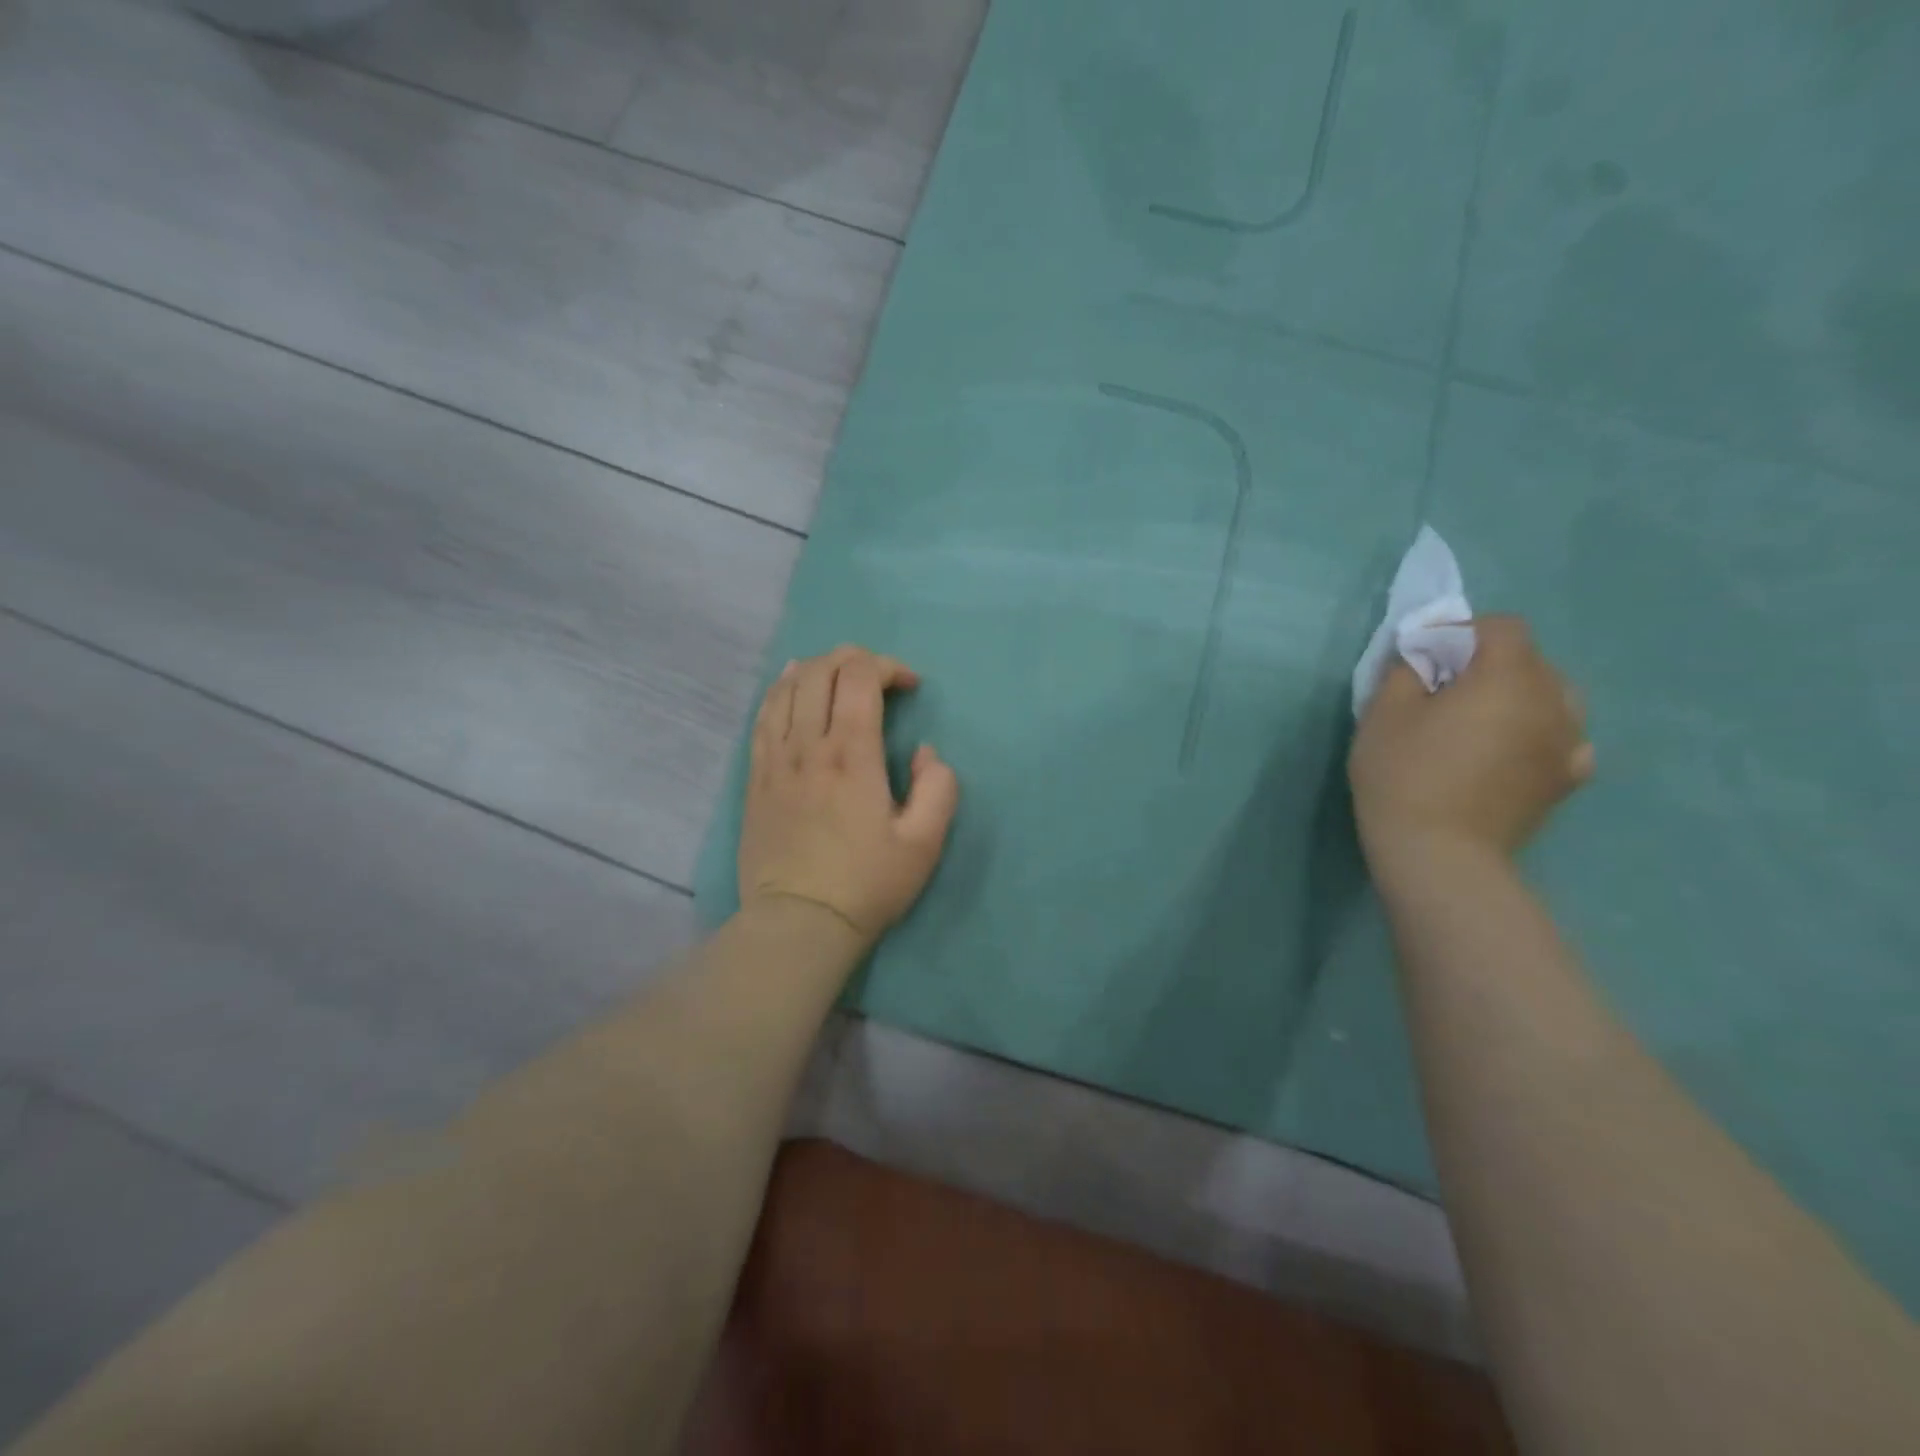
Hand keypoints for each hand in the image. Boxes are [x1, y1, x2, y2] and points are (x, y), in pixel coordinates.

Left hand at [738, 645, 959, 948]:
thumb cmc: (867, 884)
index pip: (861, 678)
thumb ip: (938, 788)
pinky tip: (791, 683)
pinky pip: (763, 716)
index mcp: (852, 755)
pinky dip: (780, 689)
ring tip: (839, 674)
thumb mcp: (925, 843)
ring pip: (788, 687)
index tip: (910, 687)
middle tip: (878, 676)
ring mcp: (775, 759)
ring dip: (817, 668)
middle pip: (822, 672)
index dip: (888, 666)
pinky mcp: (756, 777)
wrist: (799, 923)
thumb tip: (923, 752)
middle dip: (854, 659)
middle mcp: (809, 746)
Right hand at [1349, 615, 1593, 861]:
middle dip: (1489, 663)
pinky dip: (1539, 733)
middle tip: (1445, 690)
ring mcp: (1568, 741)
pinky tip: (1511, 752)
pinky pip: (1564, 738)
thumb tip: (1419, 655)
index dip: (1463, 632)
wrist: (1439, 853)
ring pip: (1552, 696)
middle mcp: (1552, 700)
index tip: (1427, 656)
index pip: (1502, 627)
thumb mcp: (1383, 713)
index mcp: (1507, 677)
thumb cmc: (1403, 775)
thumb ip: (1404, 670)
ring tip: (1481, 720)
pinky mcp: (1568, 778)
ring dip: (1518, 696)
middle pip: (1530, 660)